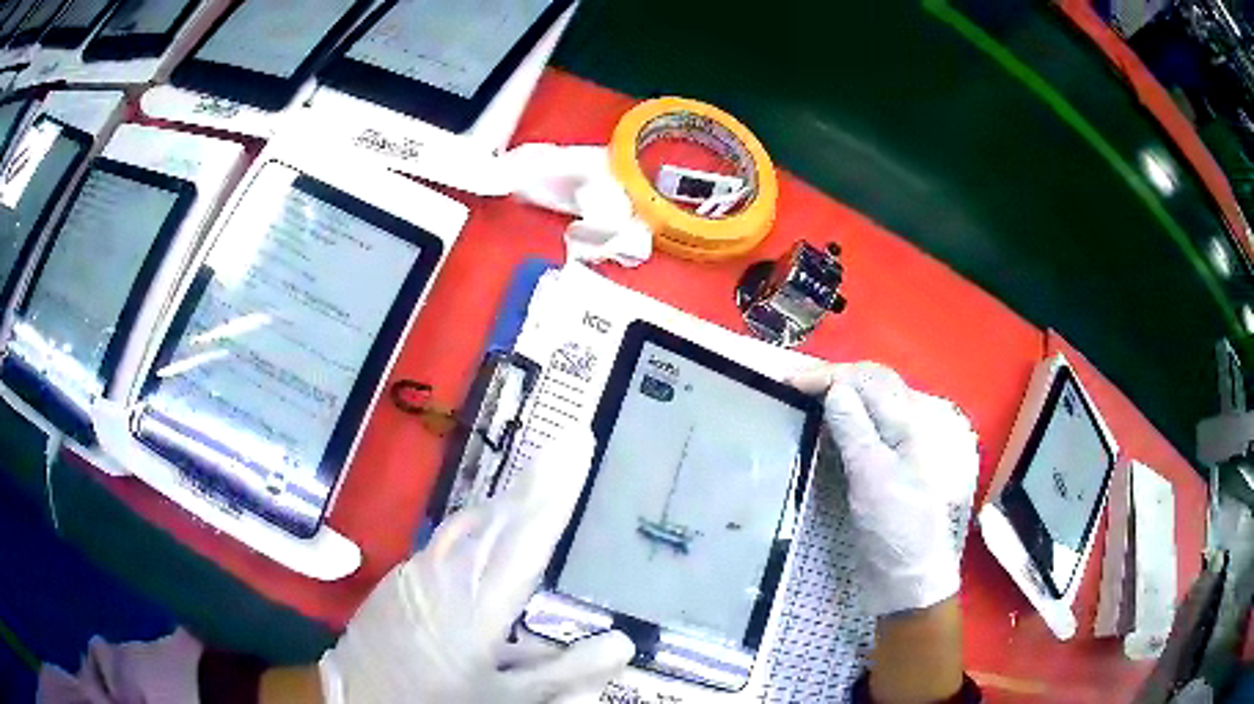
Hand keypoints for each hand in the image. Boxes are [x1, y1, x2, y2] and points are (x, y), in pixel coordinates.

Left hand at [319, 431, 634, 703]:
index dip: (554, 490)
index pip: (524, 536)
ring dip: (503, 507)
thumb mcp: (510, 702)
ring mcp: (412, 575)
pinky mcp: (395, 583)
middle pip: (494, 520)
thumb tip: (622, 643)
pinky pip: (443, 545)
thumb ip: (565, 673)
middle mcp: (441, 576)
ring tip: (533, 488)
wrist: (361, 703)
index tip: (575, 440)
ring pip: (465, 528)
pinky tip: (485, 536)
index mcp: (474, 605)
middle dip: (531, 485)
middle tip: (561, 452)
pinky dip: (473, 533)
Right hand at [792, 362, 978, 616]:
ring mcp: (888, 452)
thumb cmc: (896, 527)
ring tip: (799, 398)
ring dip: (831, 397)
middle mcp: (899, 430)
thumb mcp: (874, 477)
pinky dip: (833, 424)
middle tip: (791, 384)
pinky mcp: (874, 473)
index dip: (829, 375)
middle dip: (831, 378)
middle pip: (867, 387)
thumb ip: (856, 430)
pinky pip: (854, 435)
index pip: (867, 381)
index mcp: (907, 424)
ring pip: (861, 409)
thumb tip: (835, 387)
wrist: (905, 577)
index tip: (788, 382)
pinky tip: (816, 429)